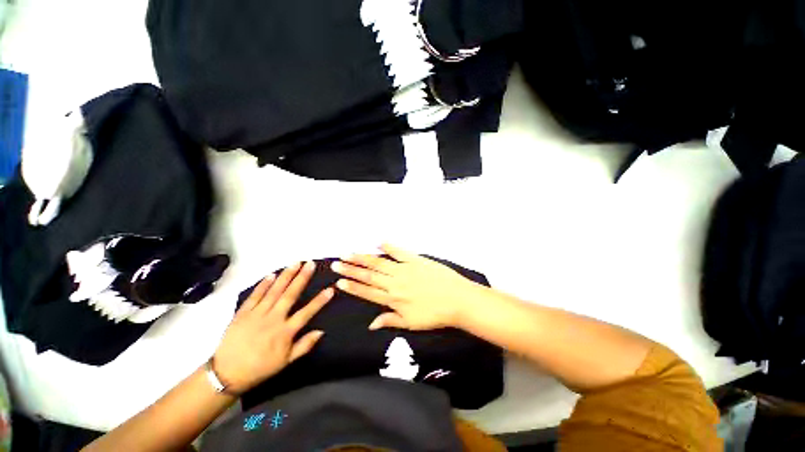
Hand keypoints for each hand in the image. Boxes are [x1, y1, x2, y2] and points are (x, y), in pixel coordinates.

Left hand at [213, 262, 332, 393]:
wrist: (227, 373)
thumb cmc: (260, 367)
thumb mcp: (285, 362)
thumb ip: (304, 345)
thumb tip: (321, 331)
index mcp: (285, 332)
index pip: (307, 312)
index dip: (320, 300)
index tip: (330, 289)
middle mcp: (273, 319)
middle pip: (290, 295)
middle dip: (302, 278)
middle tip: (310, 264)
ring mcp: (257, 314)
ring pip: (274, 291)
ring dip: (286, 276)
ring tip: (296, 263)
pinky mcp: (243, 313)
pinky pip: (255, 296)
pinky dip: (263, 284)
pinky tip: (271, 274)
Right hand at [332, 244, 482, 330]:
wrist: (457, 300)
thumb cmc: (435, 314)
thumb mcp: (411, 323)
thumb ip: (390, 321)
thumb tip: (371, 324)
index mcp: (393, 299)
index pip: (367, 292)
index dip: (352, 286)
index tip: (339, 281)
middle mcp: (395, 283)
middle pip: (369, 275)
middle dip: (351, 269)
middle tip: (336, 263)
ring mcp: (405, 269)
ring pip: (380, 263)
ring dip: (363, 258)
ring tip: (349, 253)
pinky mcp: (416, 259)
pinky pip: (400, 251)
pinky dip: (389, 246)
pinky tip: (379, 242)